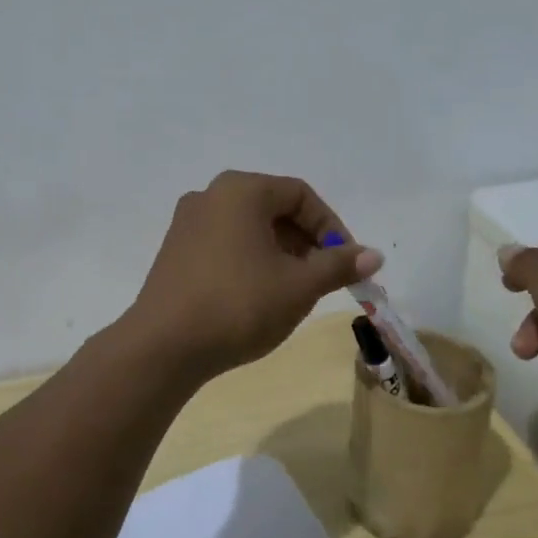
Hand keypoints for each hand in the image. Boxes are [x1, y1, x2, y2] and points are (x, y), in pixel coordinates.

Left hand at [126, 171, 383, 377]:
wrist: (163, 346)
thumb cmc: (238, 305)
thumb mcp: (298, 286)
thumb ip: (338, 266)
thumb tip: (374, 256)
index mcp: (241, 191)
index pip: (301, 195)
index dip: (332, 227)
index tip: (346, 263)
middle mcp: (210, 196)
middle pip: (273, 209)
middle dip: (306, 242)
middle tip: (323, 279)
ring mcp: (187, 223)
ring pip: (249, 229)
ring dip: (280, 253)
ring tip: (294, 291)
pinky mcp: (174, 251)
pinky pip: (225, 244)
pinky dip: (251, 261)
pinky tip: (258, 296)